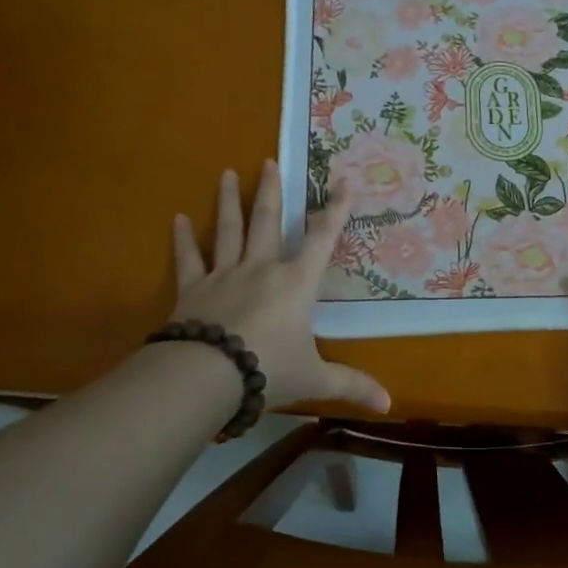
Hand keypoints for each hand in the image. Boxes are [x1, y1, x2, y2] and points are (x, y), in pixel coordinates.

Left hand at [170, 161, 390, 412]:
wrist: (207, 377)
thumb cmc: (269, 370)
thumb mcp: (315, 379)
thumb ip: (351, 386)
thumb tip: (389, 405)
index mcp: (296, 283)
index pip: (322, 239)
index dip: (336, 210)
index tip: (343, 181)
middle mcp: (262, 269)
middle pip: (268, 222)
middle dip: (272, 191)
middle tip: (268, 161)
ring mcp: (224, 275)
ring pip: (228, 230)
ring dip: (229, 201)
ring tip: (227, 173)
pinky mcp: (193, 290)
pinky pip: (189, 259)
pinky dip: (183, 239)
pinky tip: (177, 218)